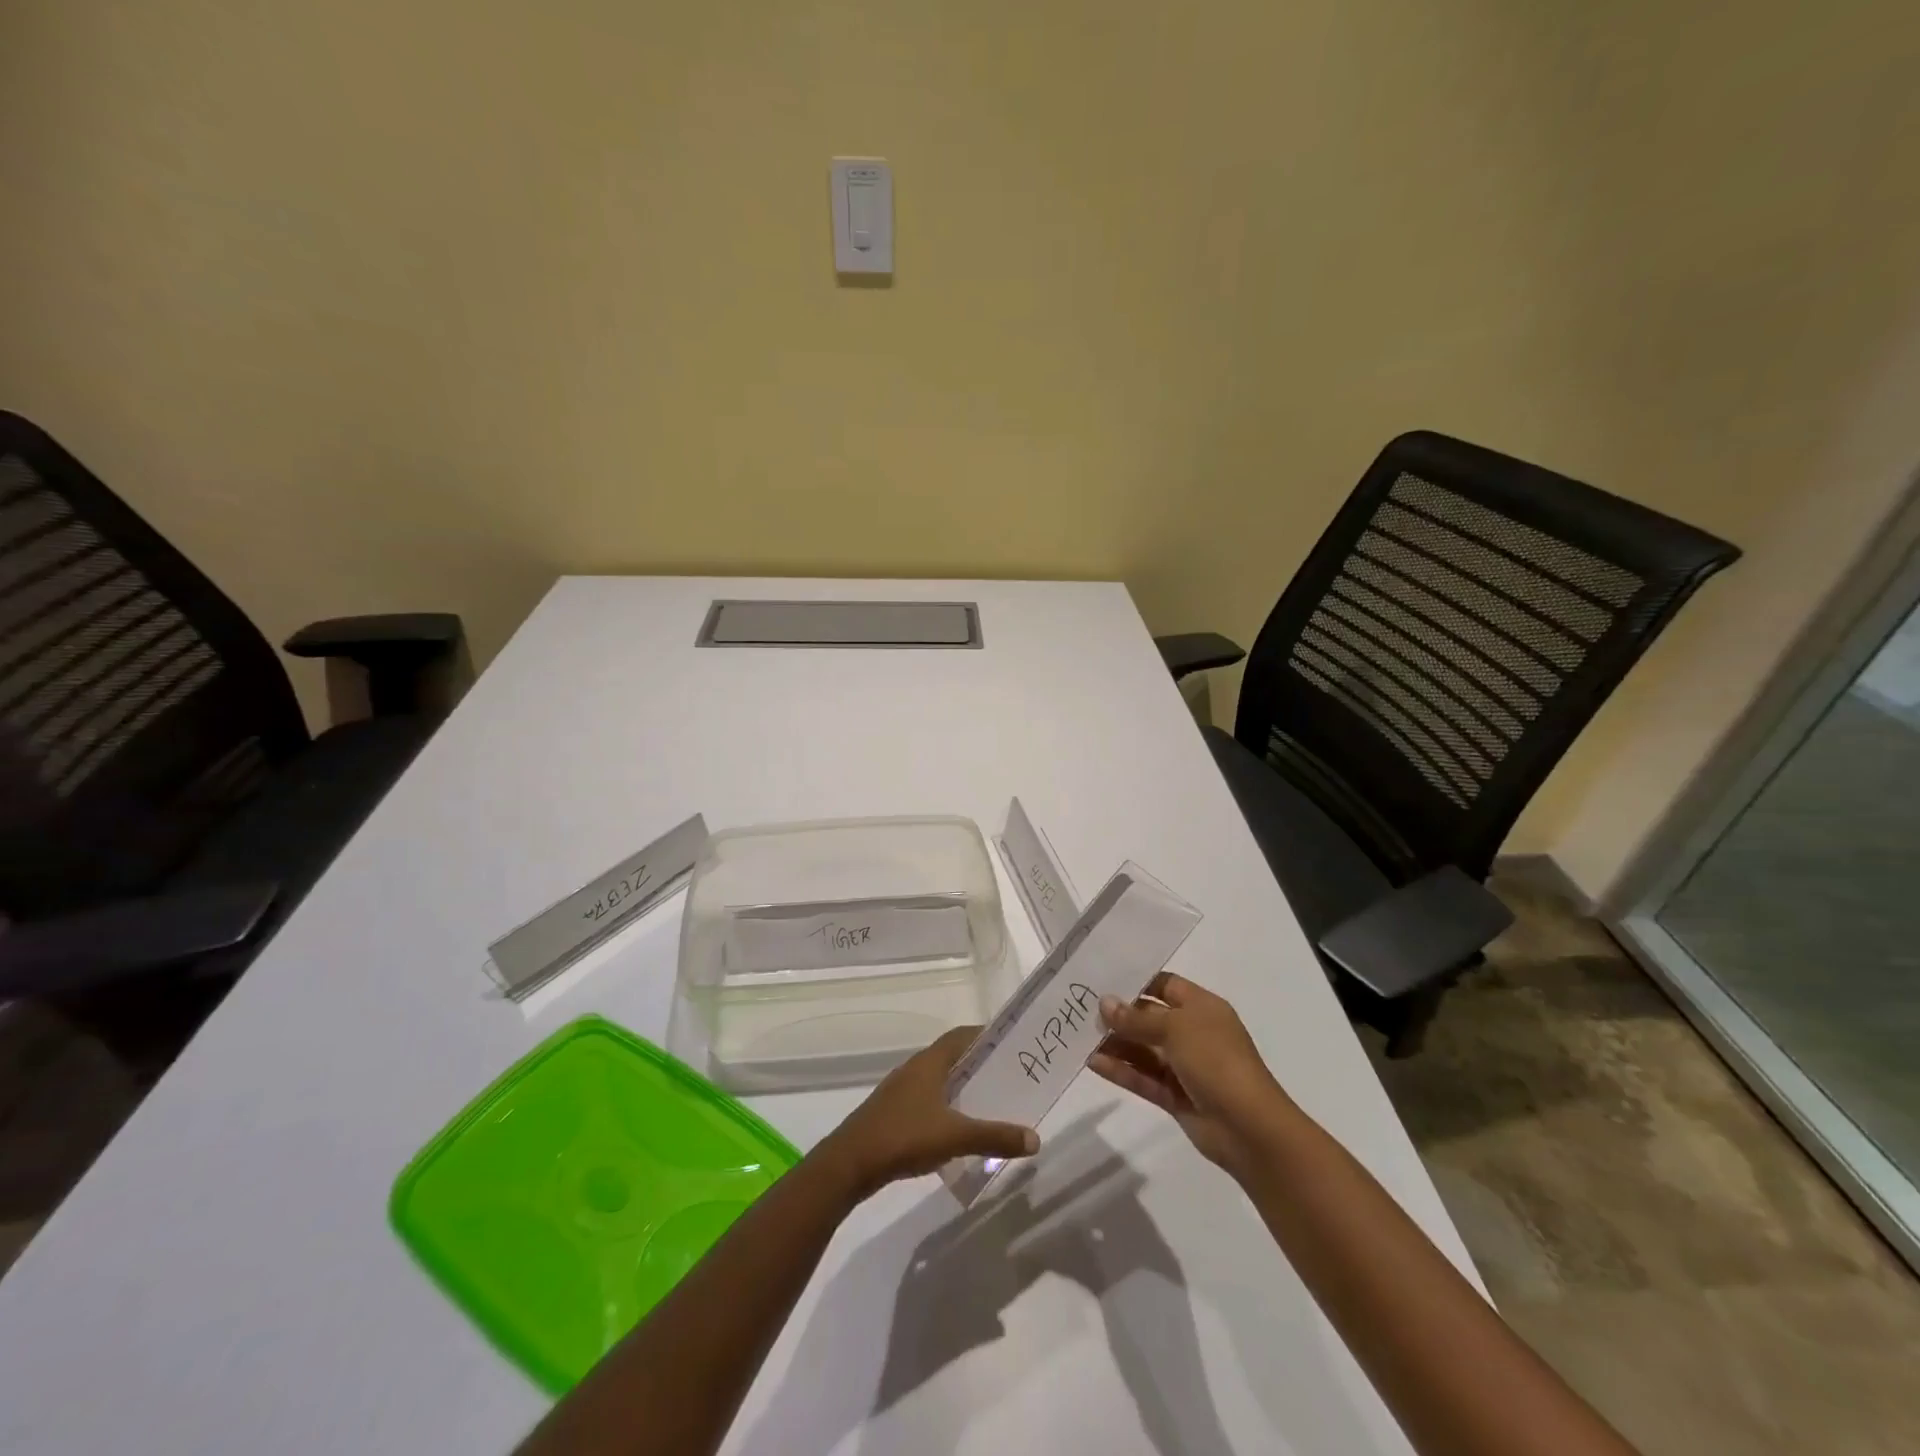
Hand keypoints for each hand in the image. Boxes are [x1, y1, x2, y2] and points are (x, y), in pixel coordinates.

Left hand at [816, 1026, 1039, 1199]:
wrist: (850, 1163)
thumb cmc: (904, 1136)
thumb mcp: (955, 1137)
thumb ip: (995, 1137)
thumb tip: (1035, 1138)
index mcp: (929, 1063)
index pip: (961, 1036)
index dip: (984, 1035)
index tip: (1009, 1042)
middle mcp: (914, 1070)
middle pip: (951, 1058)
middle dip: (978, 1064)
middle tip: (1008, 1076)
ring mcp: (900, 1092)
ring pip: (938, 1081)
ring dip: (961, 1088)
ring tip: (989, 1103)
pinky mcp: (892, 1114)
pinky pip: (927, 1101)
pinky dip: (946, 1108)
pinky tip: (958, 1130)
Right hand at [1090, 974, 1291, 1176]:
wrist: (1250, 1129)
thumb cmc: (1217, 1061)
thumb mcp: (1176, 1029)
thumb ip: (1137, 1018)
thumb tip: (1104, 1003)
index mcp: (1202, 1008)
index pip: (1165, 985)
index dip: (1137, 981)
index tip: (1102, 978)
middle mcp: (1193, 1033)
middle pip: (1150, 1018)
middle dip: (1120, 1014)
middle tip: (1081, 1009)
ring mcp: (1184, 1067)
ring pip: (1144, 1050)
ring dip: (1116, 1044)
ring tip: (1080, 1036)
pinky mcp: (1175, 1096)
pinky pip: (1143, 1077)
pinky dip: (1121, 1070)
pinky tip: (1093, 1063)